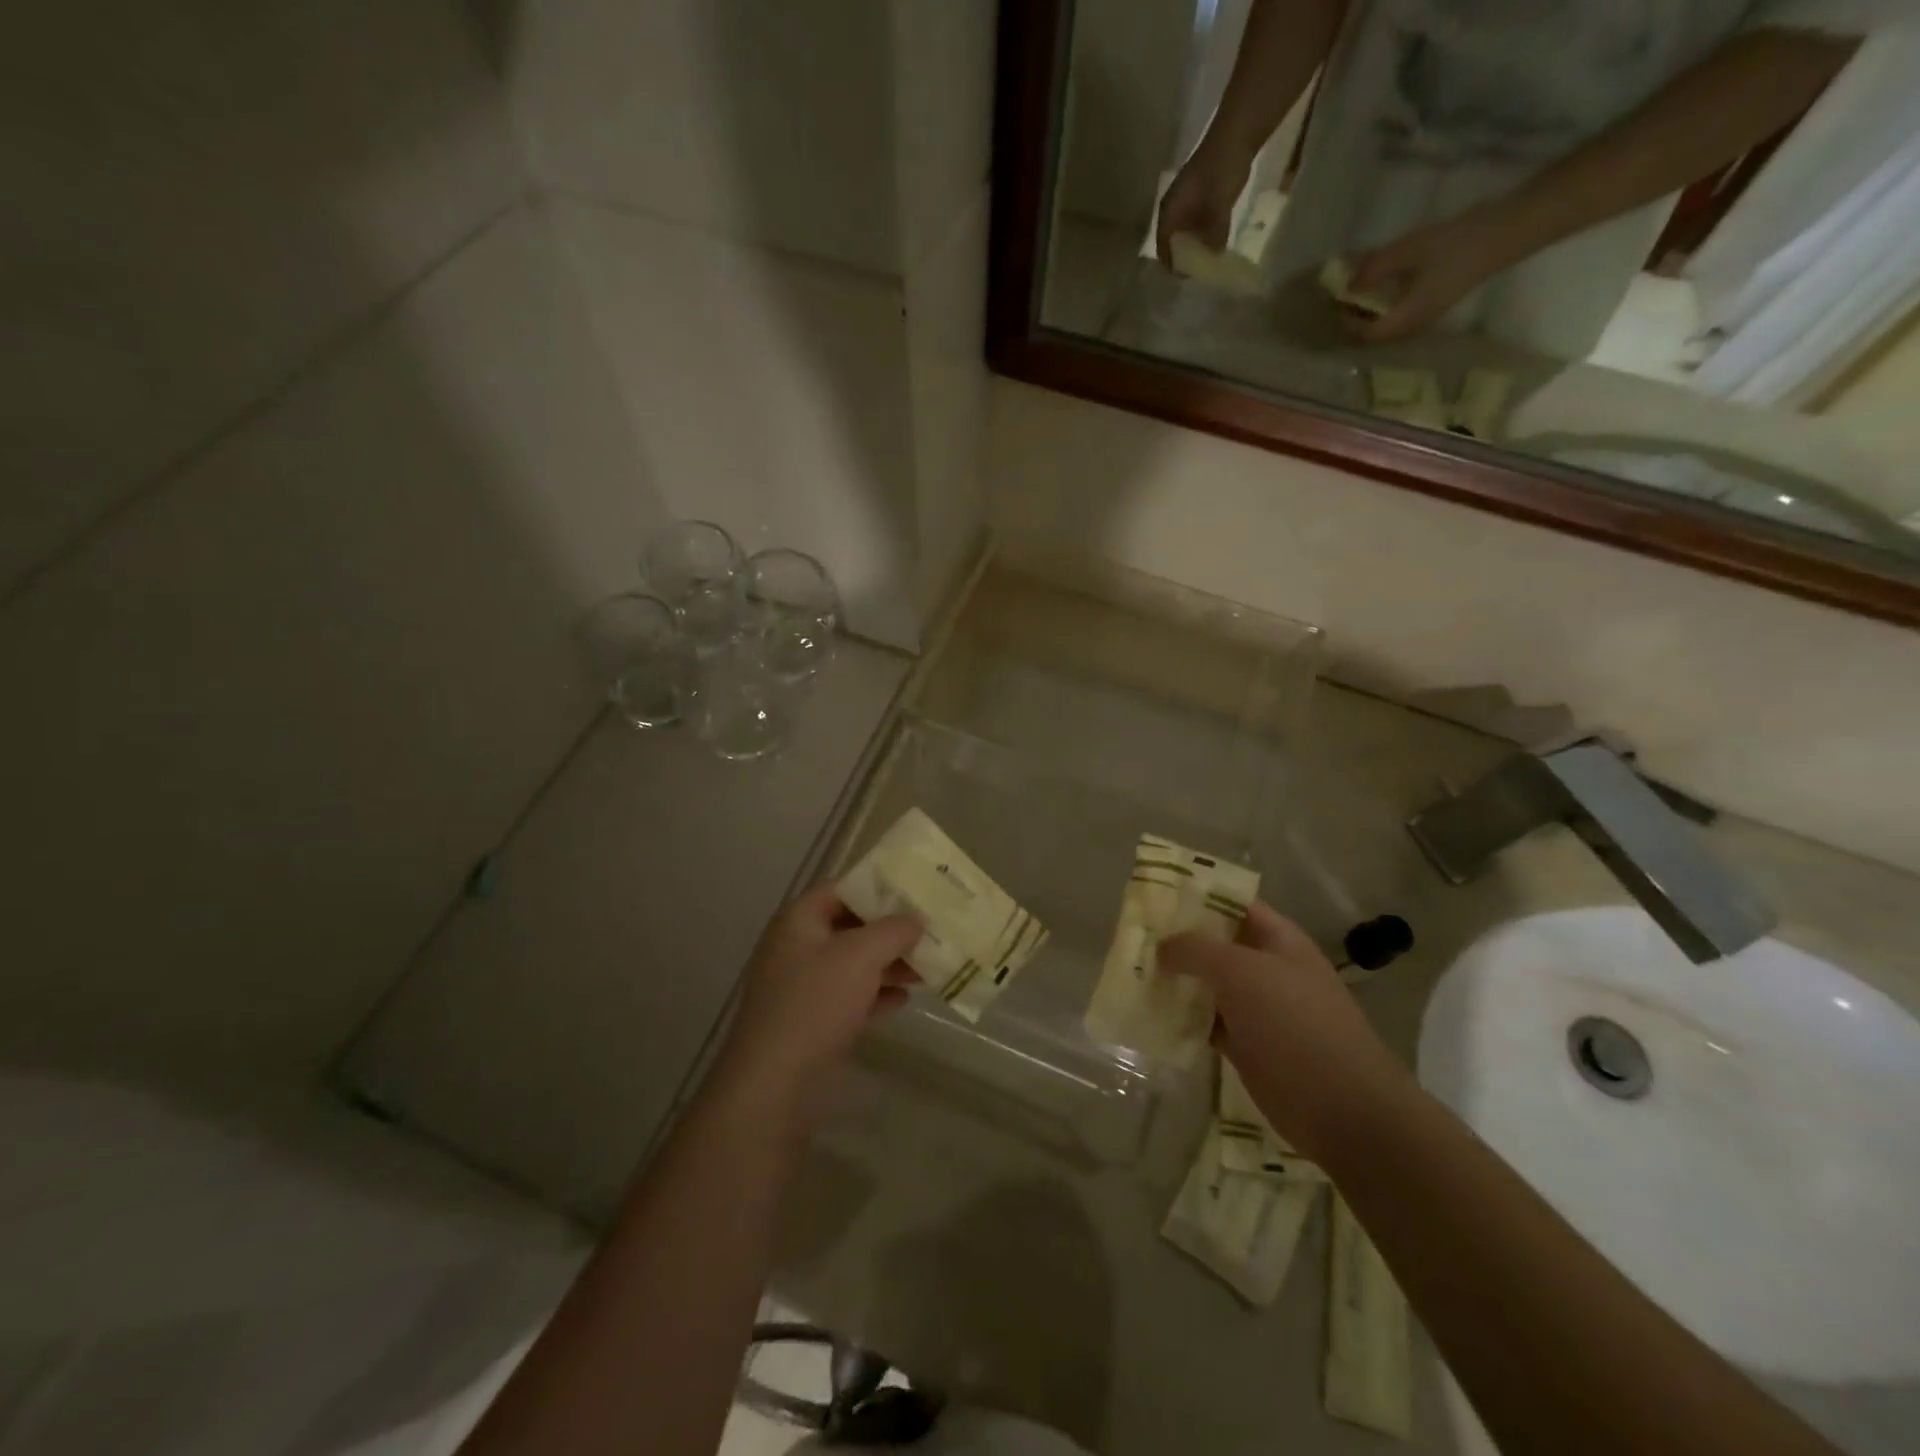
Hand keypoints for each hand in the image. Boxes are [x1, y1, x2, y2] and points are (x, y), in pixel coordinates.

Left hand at [711, 884, 921, 1123]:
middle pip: (851, 926)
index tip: (916, 891)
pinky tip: (906, 998)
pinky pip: (851, 997)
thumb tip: (915, 920)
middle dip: (891, 930)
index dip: (879, 887)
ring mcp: (803, 987)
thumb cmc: (816, 1003)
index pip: (842, 888)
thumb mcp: (860, 955)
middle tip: (931, 930)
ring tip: (928, 966)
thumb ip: (893, 930)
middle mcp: (798, 947)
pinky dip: (877, 994)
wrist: (775, 1084)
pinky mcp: (813, 1021)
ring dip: (889, 963)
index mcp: (799, 920)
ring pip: (854, 963)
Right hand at [1155, 142, 1253, 266]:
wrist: (1236, 133)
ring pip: (1186, 234)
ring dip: (1196, 247)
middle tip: (1200, 272)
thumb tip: (1214, 256)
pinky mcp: (1199, 197)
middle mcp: (1173, 210)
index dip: (1172, 264)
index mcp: (1169, 212)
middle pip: (1173, 243)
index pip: (1164, 247)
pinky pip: (1198, 224)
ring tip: (1209, 260)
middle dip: (1185, 258)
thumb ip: (1215, 233)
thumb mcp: (1218, 205)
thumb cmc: (1220, 168)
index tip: (1187, 277)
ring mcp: (1186, 202)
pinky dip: (1205, 234)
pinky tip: (1217, 241)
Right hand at [1159, 902, 1413, 1163]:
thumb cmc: (1294, 1023)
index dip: (1196, 896)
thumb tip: (1161, 947)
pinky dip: (1182, 1019)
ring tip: (1131, 973)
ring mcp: (1257, 1009)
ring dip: (1175, 981)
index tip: (1154, 897)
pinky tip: (1149, 1014)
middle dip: (1177, 940)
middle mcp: (1267, 968)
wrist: (1341, 1108)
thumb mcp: (1241, 972)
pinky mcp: (1246, 1045)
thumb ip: (1196, 950)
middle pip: (1216, 944)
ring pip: (1208, 984)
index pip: (1233, 903)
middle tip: (1133, 937)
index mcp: (1278, 939)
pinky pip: (1207, 1022)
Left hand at [1346, 202, 1530, 342]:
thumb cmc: (1456, 243)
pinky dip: (1387, 304)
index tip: (1337, 306)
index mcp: (1407, 318)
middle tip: (1342, 303)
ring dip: (1371, 313)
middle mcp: (1416, 325)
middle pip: (1377, 334)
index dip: (1348, 324)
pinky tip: (1384, 286)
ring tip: (1357, 295)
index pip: (1368, 335)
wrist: (1506, 231)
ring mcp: (1429, 315)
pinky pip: (1403, 312)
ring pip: (1390, 325)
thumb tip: (1349, 285)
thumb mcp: (1409, 250)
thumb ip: (1375, 268)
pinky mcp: (1437, 302)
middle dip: (1357, 321)